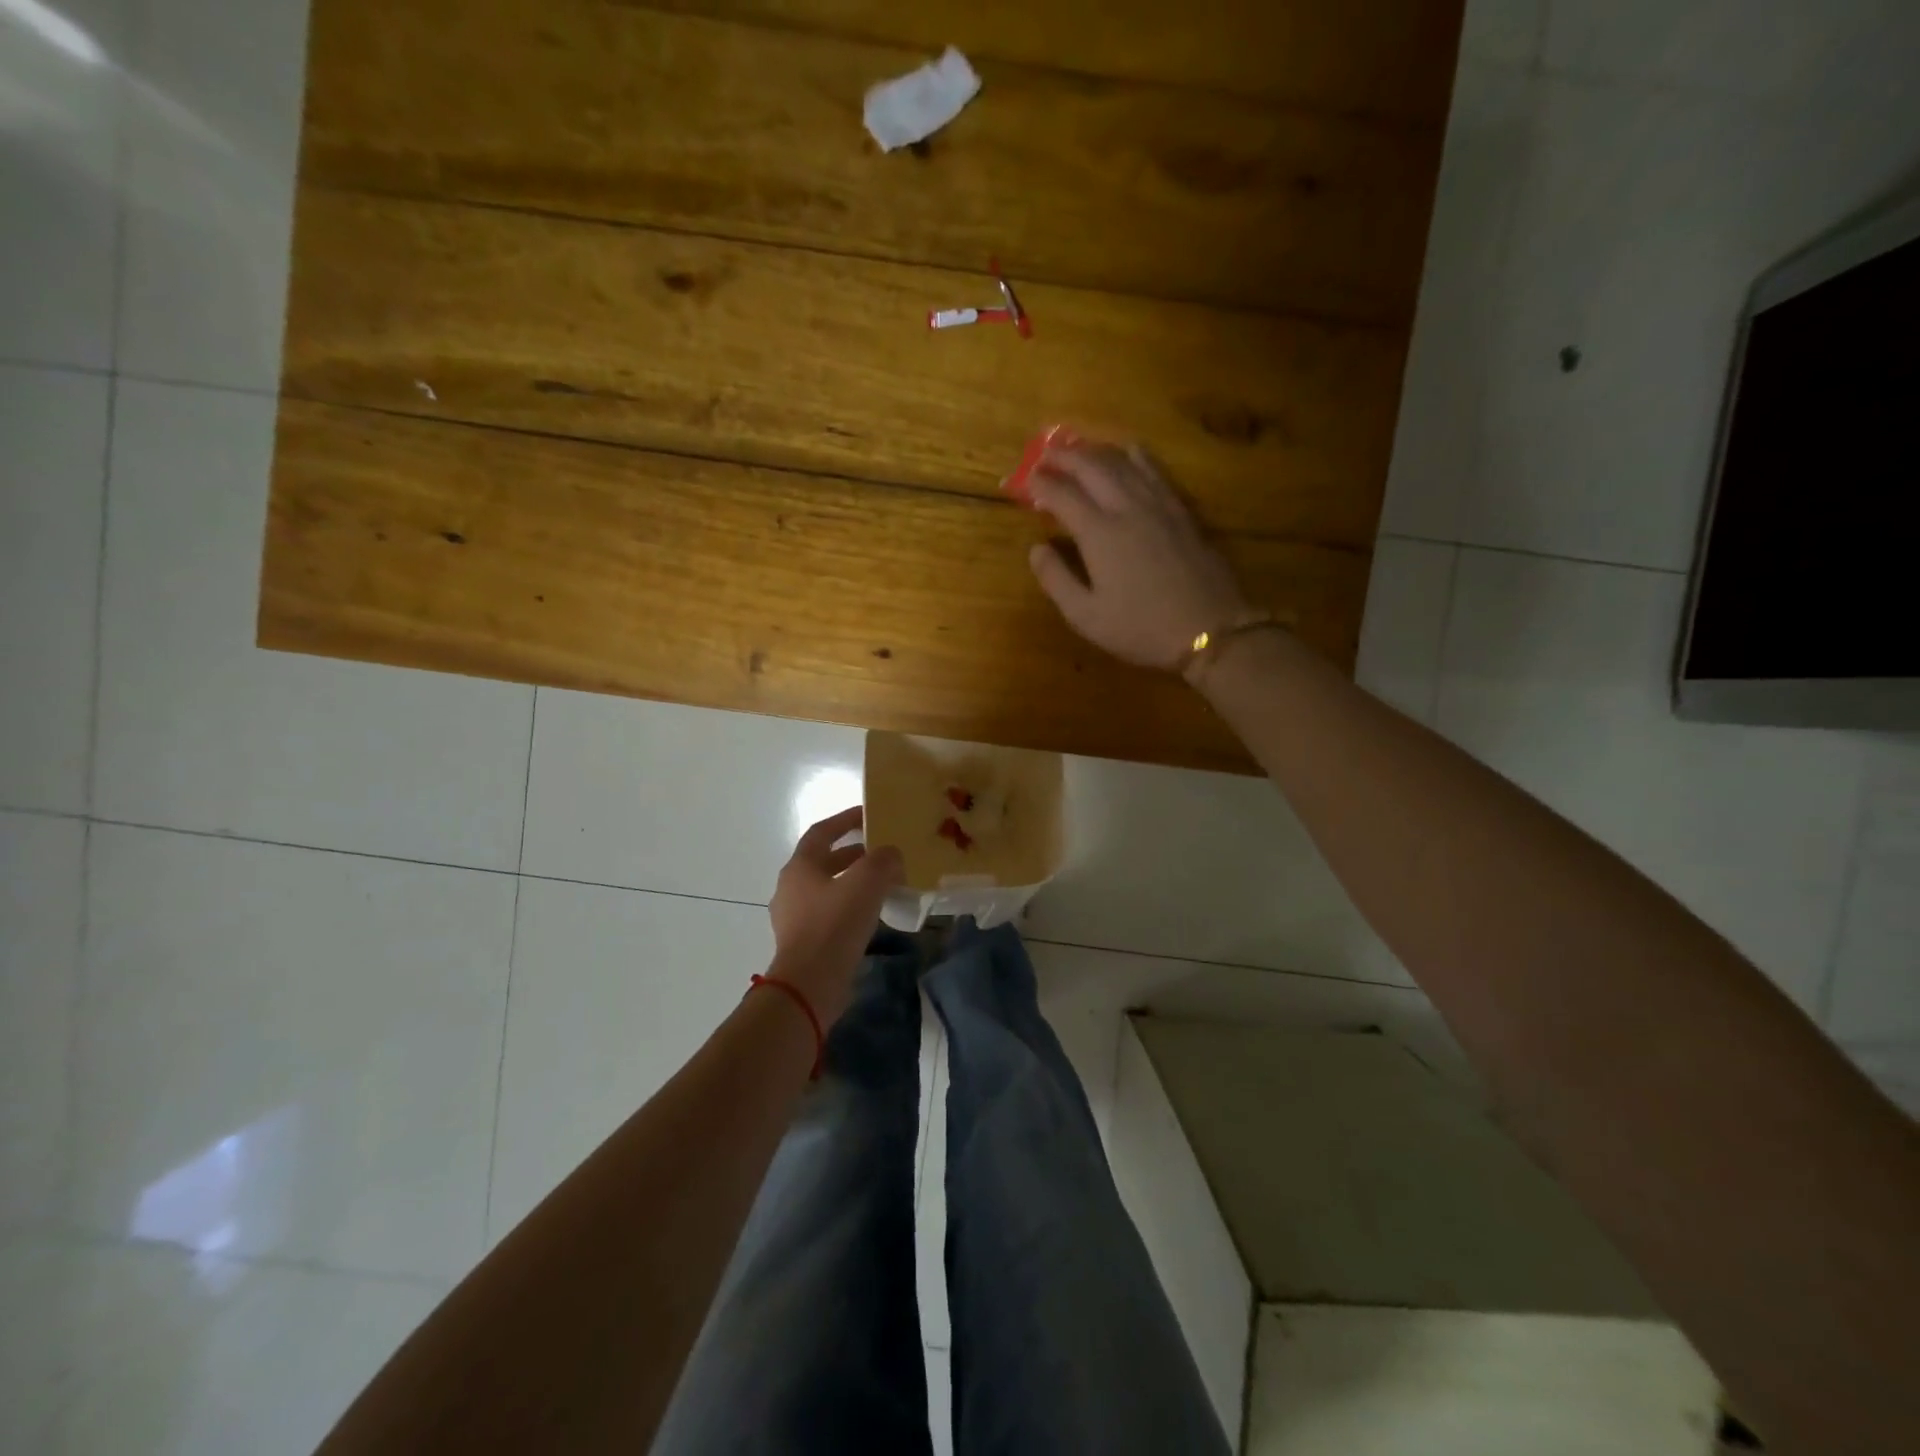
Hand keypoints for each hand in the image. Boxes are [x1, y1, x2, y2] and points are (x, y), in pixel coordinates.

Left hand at [767, 807, 904, 1025]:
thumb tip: (891, 855)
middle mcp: (791, 887)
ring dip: (853, 882)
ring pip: (828, 889)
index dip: (845, 820)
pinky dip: (850, 907)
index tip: (868, 814)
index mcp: (800, 866)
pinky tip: (872, 916)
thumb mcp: (866, 884)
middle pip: (824, 860)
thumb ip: (882, 861)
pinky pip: (829, 914)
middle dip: (853, 854)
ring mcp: (794, 917)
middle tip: (882, 853)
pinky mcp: (803, 942)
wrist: (809, 985)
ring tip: (883, 884)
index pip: (822, 832)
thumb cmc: (834, 925)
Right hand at [1026, 442, 1254, 670]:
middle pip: (1092, 467)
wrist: (1209, 629)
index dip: (1039, 484)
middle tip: (1045, 454)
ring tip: (1078, 448)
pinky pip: (1155, 470)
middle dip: (1064, 456)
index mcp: (1098, 533)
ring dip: (1096, 450)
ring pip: (1124, 461)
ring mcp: (1158, 505)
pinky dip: (1135, 455)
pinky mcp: (1181, 510)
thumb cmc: (1141, 629)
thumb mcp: (1086, 617)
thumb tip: (1036, 548)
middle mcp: (1127, 507)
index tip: (1023, 480)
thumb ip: (1056, 579)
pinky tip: (1129, 452)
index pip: (1062, 495)